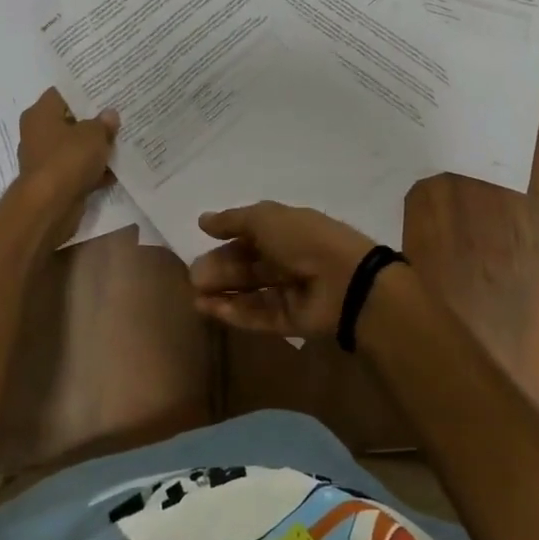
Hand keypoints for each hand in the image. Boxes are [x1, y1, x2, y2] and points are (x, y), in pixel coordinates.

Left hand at [16, 89, 118, 246]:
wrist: (50, 206)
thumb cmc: (68, 159)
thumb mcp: (93, 134)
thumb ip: (103, 123)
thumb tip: (109, 115)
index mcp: (40, 114)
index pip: (62, 93)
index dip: (84, 90)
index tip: (107, 89)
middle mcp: (38, 134)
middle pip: (70, 121)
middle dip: (94, 120)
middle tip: (120, 113)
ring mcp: (46, 159)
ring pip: (76, 147)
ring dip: (96, 147)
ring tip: (123, 139)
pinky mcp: (55, 182)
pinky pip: (79, 169)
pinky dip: (94, 170)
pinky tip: (117, 169)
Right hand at [189, 201, 380, 338]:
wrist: (344, 280)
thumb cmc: (304, 239)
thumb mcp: (265, 218)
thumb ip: (232, 220)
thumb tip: (203, 220)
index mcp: (288, 230)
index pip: (252, 234)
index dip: (227, 237)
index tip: (201, 241)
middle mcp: (289, 259)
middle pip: (248, 265)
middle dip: (221, 268)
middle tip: (194, 276)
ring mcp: (291, 292)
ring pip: (250, 292)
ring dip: (223, 292)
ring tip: (196, 295)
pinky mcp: (291, 322)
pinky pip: (259, 316)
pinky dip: (234, 312)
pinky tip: (209, 309)